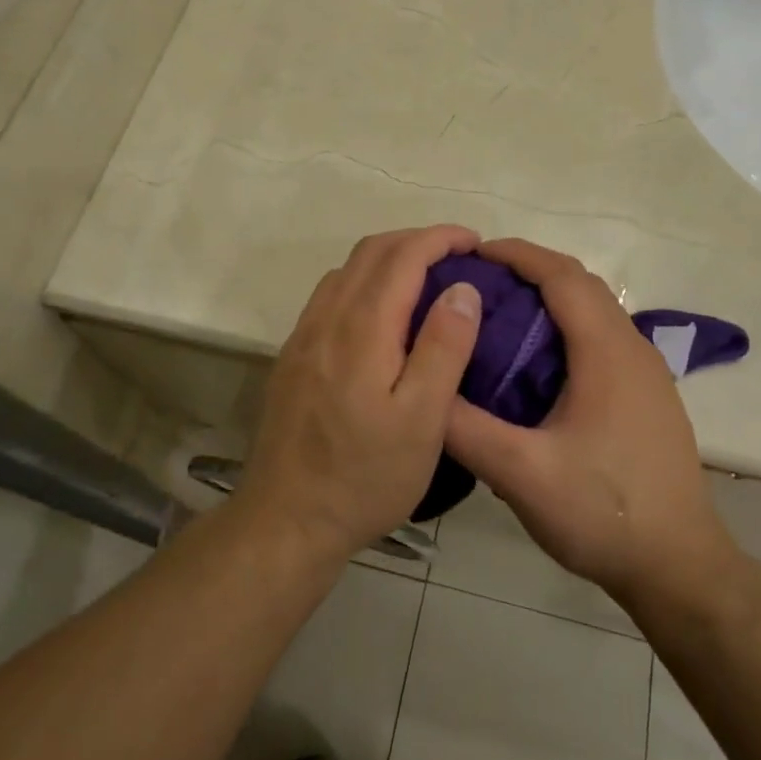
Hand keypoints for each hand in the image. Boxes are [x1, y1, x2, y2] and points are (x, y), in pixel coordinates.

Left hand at [237, 226, 483, 564]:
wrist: (286, 521)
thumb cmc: (365, 477)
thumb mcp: (422, 420)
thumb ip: (444, 347)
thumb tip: (462, 288)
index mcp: (362, 328)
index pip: (403, 256)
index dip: (440, 238)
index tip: (474, 241)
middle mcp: (327, 319)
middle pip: (371, 252)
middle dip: (416, 240)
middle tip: (456, 255)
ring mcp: (304, 337)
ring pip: (347, 270)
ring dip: (387, 258)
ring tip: (425, 278)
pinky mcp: (293, 357)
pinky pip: (330, 295)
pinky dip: (363, 281)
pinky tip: (382, 313)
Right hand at [444, 238, 734, 609]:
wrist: (680, 567)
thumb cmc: (604, 513)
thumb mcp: (522, 475)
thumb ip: (465, 428)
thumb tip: (421, 385)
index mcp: (606, 351)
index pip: (561, 275)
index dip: (517, 254)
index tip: (473, 253)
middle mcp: (632, 348)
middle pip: (580, 284)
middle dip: (530, 269)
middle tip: (477, 282)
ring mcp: (646, 372)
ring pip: (594, 310)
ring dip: (550, 297)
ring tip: (499, 315)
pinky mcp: (648, 395)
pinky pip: (603, 337)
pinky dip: (566, 326)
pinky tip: (536, 363)